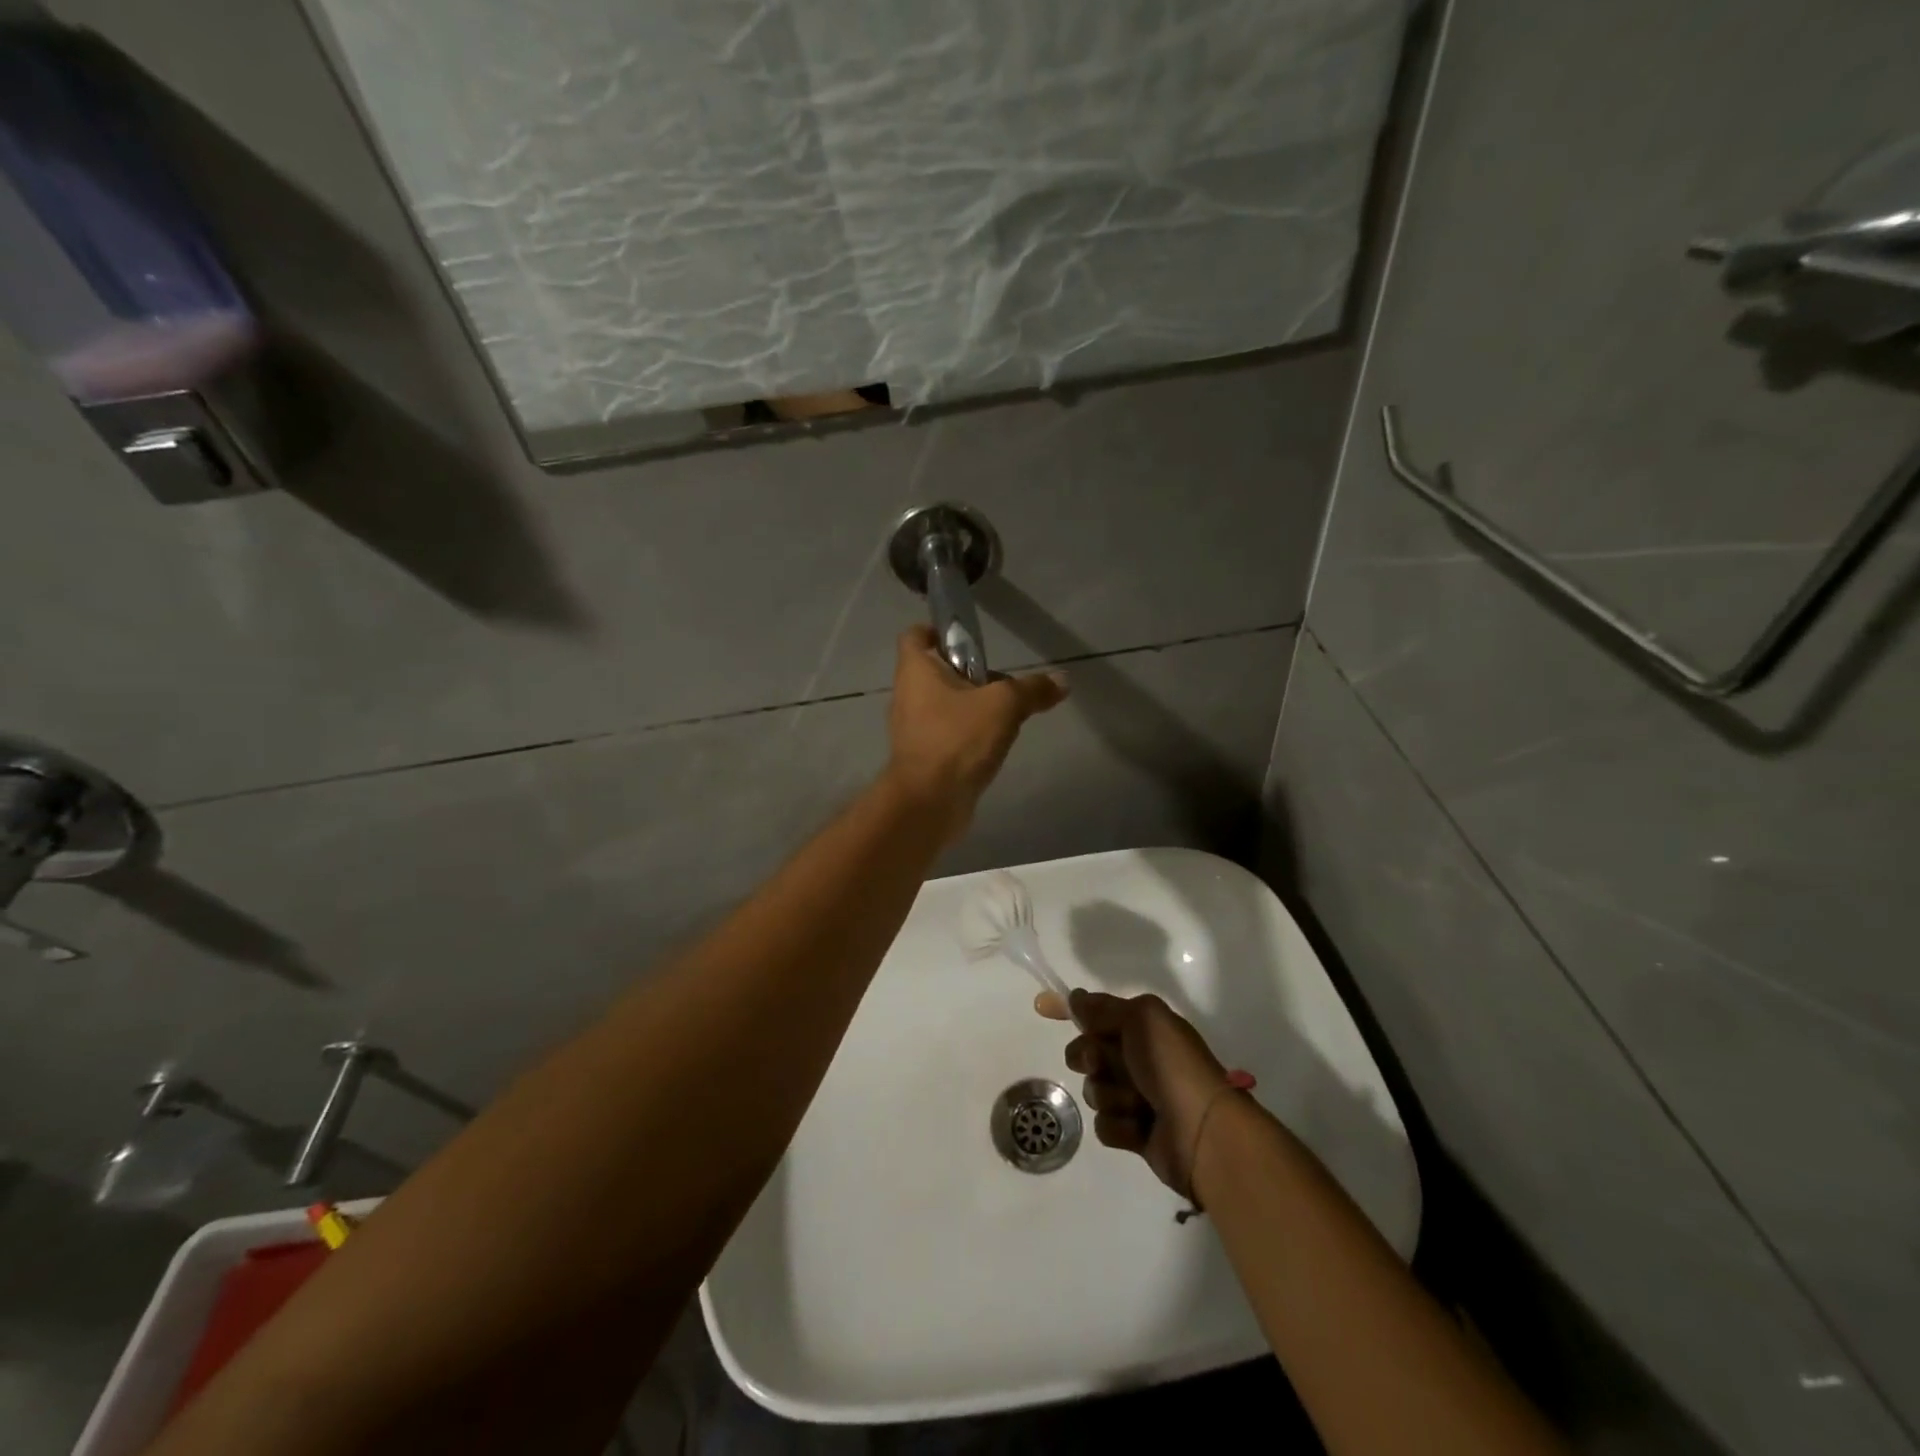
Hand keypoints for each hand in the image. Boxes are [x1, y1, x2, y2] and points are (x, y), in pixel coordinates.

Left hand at [885, 625, 1065, 840]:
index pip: (916, 634)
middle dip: (969, 673)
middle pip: (936, 671)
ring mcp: (913, 728)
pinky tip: (994, 745)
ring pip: (944, 705)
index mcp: (915, 670)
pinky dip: (967, 735)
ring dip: (971, 706)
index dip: (939, 630)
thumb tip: (1062, 681)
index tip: (970, 639)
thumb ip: (1032, 689)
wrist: (929, 802)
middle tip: (1002, 683)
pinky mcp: (922, 756)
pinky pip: (947, 734)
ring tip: (1006, 715)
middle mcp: (908, 694)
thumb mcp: (1004, 706)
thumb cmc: (958, 739)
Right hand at [1037, 989, 1227, 1196]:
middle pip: (1087, 1052)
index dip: (1069, 1010)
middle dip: (1089, 1057)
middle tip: (1101, 1062)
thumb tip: (1075, 998)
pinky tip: (1140, 1128)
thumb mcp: (1141, 1019)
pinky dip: (1120, 1125)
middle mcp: (1139, 1059)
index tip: (1041, 1006)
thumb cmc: (1171, 1065)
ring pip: (1094, 1090)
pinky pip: (1105, 1125)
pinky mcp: (1135, 1133)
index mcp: (1144, 1028)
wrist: (1203, 1130)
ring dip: (1110, 1095)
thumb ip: (1103, 1008)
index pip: (1096, 1013)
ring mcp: (1137, 1097)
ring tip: (1138, 1102)